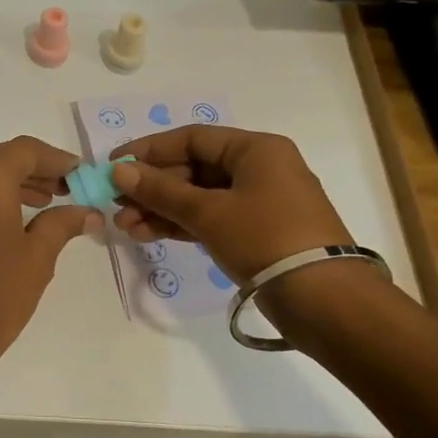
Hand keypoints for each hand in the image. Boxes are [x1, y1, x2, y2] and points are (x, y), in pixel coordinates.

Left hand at [0, 137, 102, 386]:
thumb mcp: (37, 258)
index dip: (57, 159)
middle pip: (1, 159)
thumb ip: (62, 224)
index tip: (82, 173)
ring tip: (48, 203)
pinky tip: (15, 220)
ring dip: (14, 183)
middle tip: (68, 189)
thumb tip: (88, 211)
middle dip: (36, 170)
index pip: (25, 150)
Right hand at [109, 126, 351, 281]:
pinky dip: (180, 224)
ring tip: (124, 227)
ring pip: (198, 196)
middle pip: (193, 168)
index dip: (149, 150)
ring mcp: (258, 202)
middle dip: (152, 187)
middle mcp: (258, 168)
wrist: (323, 299)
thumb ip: (161, 190)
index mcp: (255, 149)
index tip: (115, 166)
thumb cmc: (266, 238)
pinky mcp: (255, 232)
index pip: (192, 138)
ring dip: (160, 209)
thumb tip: (119, 170)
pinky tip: (147, 234)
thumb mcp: (209, 212)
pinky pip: (209, 218)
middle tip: (116, 205)